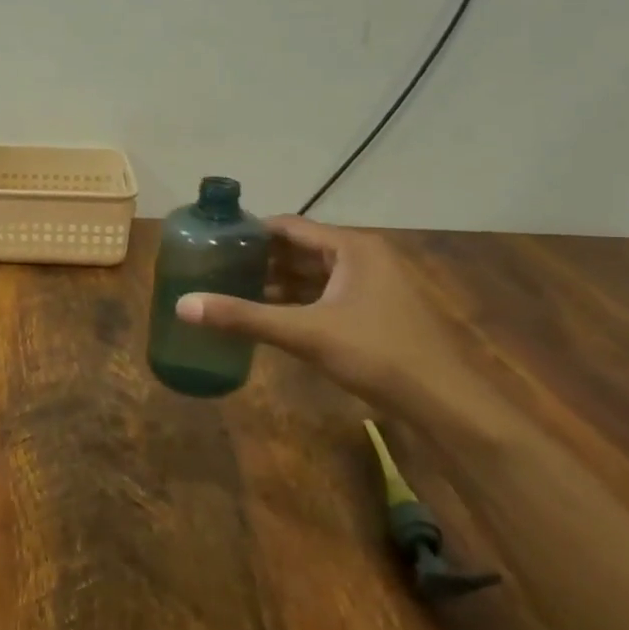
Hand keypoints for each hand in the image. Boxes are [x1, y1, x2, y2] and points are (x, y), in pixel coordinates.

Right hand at [176, 216, 471, 408]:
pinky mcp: (373, 312)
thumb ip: (243, 317)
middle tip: (213, 268)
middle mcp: (362, 257)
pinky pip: (323, 295)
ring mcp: (371, 285)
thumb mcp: (305, 333)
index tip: (211, 242)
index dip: (248, 232)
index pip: (288, 226)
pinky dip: (294, 302)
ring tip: (230, 290)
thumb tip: (182, 305)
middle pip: (298, 248)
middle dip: (258, 258)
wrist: (446, 403)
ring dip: (274, 282)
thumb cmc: (377, 354)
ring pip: (311, 274)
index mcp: (351, 247)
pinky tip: (266, 317)